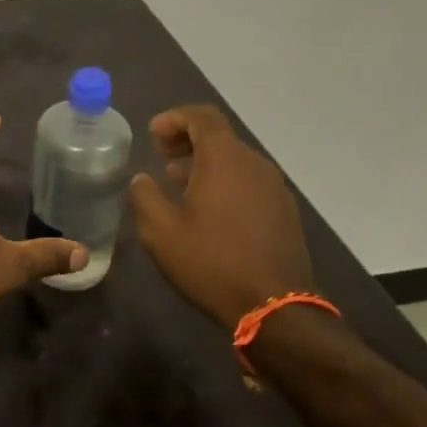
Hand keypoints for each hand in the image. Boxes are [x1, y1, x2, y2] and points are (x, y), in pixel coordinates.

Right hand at [127, 104, 313, 329]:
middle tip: (161, 156)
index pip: (202, 116)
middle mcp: (254, 164)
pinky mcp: (285, 212)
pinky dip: (226, 182)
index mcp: (225, 159)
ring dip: (206, 163)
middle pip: (219, 136)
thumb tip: (142, 179)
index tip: (153, 135)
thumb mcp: (160, 232)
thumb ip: (144, 196)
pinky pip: (250, 181)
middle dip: (187, 140)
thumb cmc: (212, 264)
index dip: (174, 118)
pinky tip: (209, 211)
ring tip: (179, 184)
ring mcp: (275, 188)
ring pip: (235, 160)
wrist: (275, 310)